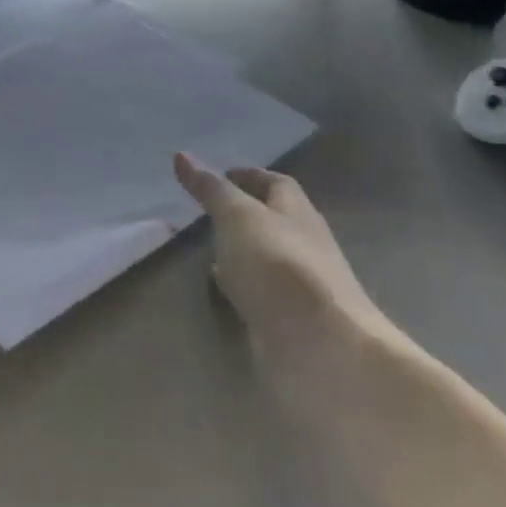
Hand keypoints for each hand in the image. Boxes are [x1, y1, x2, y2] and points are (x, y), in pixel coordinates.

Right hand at [174, 154, 392, 356]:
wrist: (323, 351)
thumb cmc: (280, 268)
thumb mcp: (238, 217)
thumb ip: (212, 189)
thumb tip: (182, 155)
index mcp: (298, 213)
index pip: (276, 184)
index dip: (250, 176)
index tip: (221, 174)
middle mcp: (305, 246)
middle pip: (274, 221)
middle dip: (244, 214)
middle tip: (207, 211)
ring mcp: (300, 288)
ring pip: (266, 259)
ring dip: (242, 252)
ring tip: (206, 248)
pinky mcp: (291, 323)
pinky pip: (262, 295)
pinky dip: (242, 287)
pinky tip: (222, 290)